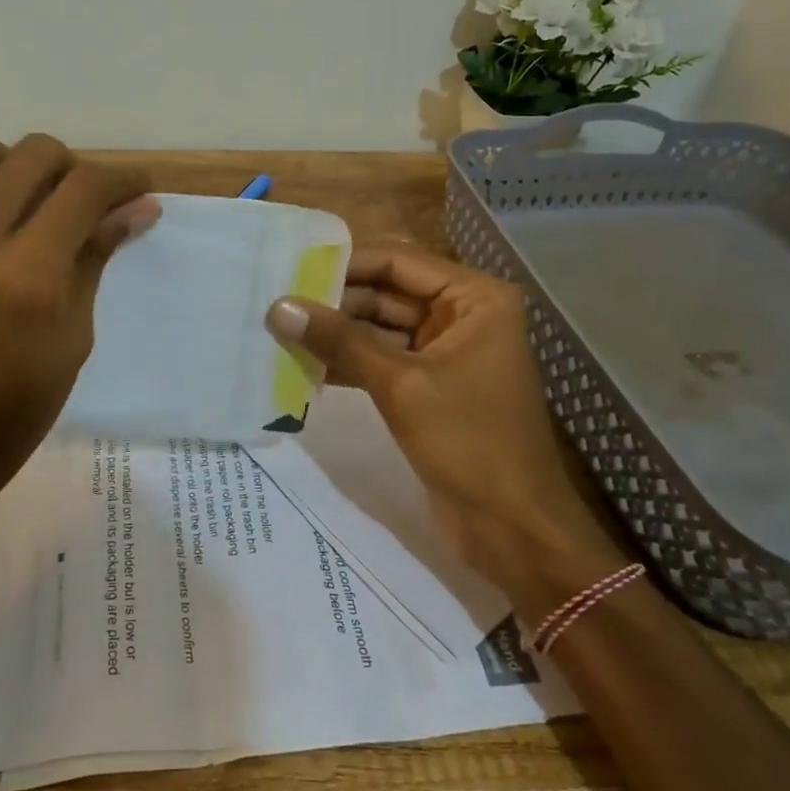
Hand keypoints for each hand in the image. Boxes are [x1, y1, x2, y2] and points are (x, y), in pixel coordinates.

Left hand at [0, 122, 157, 534]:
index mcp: (27, 278)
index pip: (86, 189)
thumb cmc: (14, 410)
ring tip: (4, 194)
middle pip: (32, 155)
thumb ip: (96, 258)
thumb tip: (138, 206)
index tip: (136, 187)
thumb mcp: (74, 337)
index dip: (124, 178)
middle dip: (71, 166)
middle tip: (74, 200)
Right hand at [266, 246, 627, 614]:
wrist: (514, 529)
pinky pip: (381, 359)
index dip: (344, 262)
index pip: (398, 261)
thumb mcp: (400, 384)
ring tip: (278, 329)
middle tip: (276, 301)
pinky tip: (302, 363)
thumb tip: (278, 307)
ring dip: (335, 332)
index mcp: (474, 298)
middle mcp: (462, 314)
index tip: (290, 266)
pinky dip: (347, 361)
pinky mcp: (428, 385)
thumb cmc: (469, 442)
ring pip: (379, 327)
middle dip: (335, 300)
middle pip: (387, 291)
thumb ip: (339, 340)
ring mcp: (444, 351)